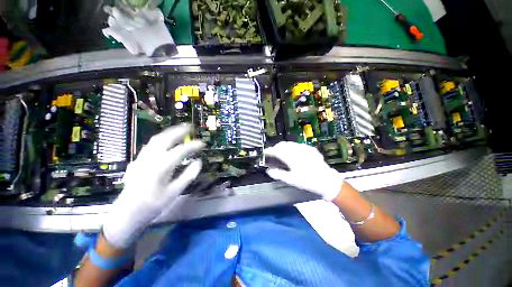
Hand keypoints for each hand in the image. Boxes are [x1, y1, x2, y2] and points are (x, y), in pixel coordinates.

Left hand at [102, 124, 203, 248]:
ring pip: (156, 139)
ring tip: (179, 130)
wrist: (127, 212)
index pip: (180, 151)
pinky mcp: (138, 161)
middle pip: (166, 138)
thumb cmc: (153, 204)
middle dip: (179, 131)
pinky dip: (161, 139)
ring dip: (169, 132)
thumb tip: (198, 162)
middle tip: (190, 127)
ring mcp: (142, 159)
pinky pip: (151, 145)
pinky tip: (166, 141)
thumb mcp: (174, 192)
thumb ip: (188, 175)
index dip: (193, 146)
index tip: (202, 143)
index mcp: (161, 167)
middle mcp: (150, 159)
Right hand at [264, 141, 343, 200]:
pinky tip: (293, 153)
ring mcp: (305, 148)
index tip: (265, 153)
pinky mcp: (310, 149)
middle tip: (272, 154)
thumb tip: (268, 171)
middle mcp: (297, 150)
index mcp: (292, 157)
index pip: (276, 150)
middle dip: (275, 148)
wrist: (327, 180)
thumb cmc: (308, 181)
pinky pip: (297, 145)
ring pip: (290, 144)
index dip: (269, 151)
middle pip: (282, 145)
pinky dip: (292, 147)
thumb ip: (278, 174)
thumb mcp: (292, 180)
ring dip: (283, 147)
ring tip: (281, 153)